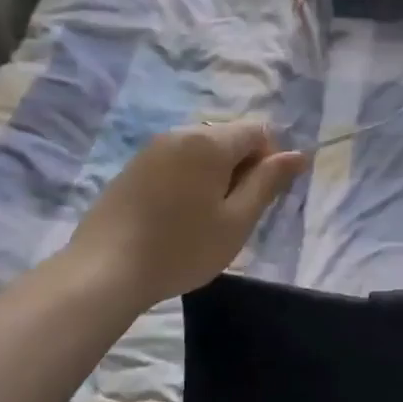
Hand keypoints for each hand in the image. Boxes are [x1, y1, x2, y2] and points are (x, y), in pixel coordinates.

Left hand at [69, 122, 307, 309]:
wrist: (104, 270)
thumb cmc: (181, 248)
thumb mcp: (236, 221)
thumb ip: (268, 182)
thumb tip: (298, 154)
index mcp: (209, 141)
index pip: (258, 131)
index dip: (270, 161)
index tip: (259, 199)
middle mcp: (180, 133)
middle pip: (228, 138)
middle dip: (242, 168)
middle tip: (233, 214)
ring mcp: (152, 148)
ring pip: (201, 151)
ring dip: (215, 176)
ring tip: (205, 219)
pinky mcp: (133, 167)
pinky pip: (176, 162)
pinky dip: (189, 180)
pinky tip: (177, 216)